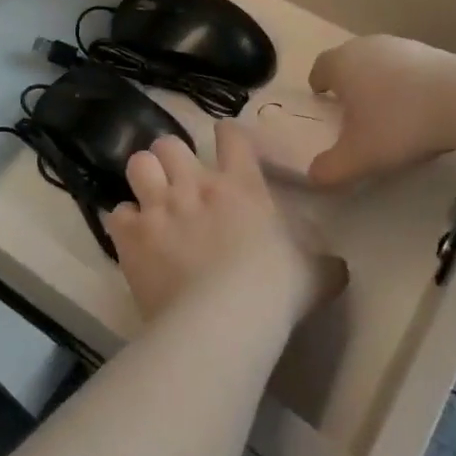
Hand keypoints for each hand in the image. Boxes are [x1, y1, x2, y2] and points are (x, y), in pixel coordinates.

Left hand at [108, 124, 346, 325]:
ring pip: (138, 164)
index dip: (226, 135)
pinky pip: (117, 214)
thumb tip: (338, 268)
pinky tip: (132, 237)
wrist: (224, 320)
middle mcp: (195, 186)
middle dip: (171, 157)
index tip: (224, 142)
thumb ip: (324, 265)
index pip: (231, 136)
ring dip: (144, 178)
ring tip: (149, 197)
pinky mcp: (132, 236)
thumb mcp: (314, 275)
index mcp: (241, 185)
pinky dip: (124, 223)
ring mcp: (159, 207)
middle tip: (178, 179)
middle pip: (169, 143)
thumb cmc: (275, 291)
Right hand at [307, 36, 455, 186]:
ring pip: (380, 61)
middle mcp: (368, 46)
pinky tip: (418, 107)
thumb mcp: (359, 157)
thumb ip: (330, 169)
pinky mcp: (434, 52)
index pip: (321, 66)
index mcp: (343, 64)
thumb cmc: (399, 124)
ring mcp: (403, 46)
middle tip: (351, 107)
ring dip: (378, 80)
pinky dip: (406, 83)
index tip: (321, 97)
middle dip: (348, 80)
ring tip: (386, 108)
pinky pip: (408, 67)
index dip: (318, 82)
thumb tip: (313, 176)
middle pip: (350, 59)